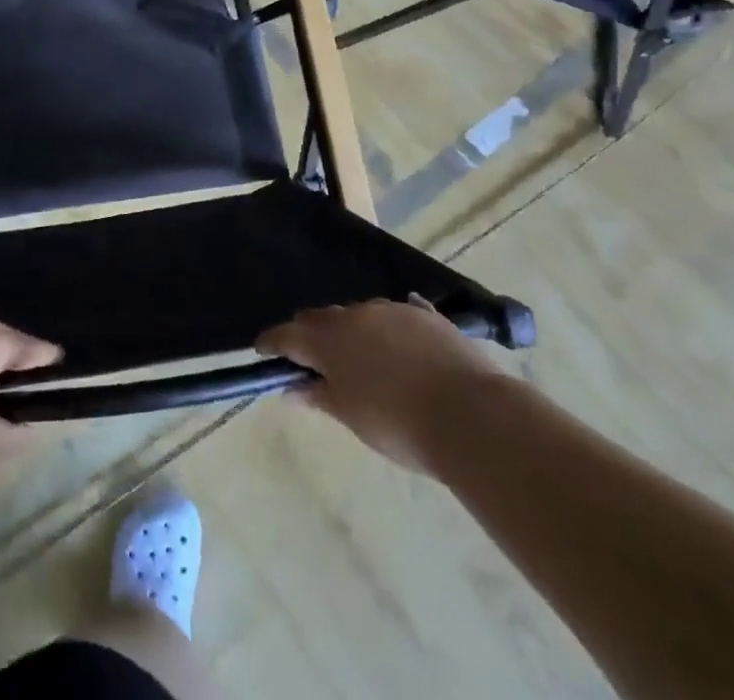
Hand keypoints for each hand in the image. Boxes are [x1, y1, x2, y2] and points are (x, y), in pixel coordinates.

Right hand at [256, 298, 509, 476]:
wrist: (471, 415)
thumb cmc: (400, 424)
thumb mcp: (351, 416)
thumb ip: (319, 396)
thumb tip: (291, 388)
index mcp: (329, 340)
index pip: (288, 335)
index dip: (273, 343)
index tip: (262, 350)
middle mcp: (355, 314)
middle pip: (322, 318)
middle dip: (311, 334)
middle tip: (311, 357)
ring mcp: (392, 310)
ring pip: (359, 314)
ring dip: (352, 331)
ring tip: (361, 357)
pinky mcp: (425, 315)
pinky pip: (398, 313)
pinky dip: (389, 328)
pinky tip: (398, 340)